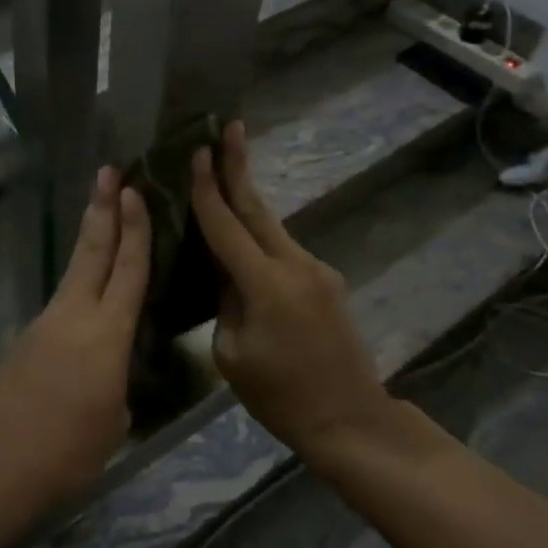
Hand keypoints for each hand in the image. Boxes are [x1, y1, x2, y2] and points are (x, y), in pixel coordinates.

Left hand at [0, 167, 149, 504]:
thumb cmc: (66, 447)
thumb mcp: (113, 420)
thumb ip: (117, 387)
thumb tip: (109, 379)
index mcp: (108, 331)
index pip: (128, 268)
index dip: (135, 228)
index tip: (134, 190)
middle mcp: (75, 314)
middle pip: (92, 250)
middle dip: (102, 208)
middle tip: (108, 170)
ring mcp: (45, 325)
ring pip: (75, 272)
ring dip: (90, 242)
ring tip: (102, 219)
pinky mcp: (27, 342)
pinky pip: (62, 302)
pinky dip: (78, 285)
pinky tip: (86, 298)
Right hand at [191, 121, 388, 454]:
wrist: (349, 419)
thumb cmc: (279, 395)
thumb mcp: (231, 352)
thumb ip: (225, 301)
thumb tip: (225, 271)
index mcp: (266, 285)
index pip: (227, 225)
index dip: (209, 188)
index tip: (199, 151)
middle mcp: (295, 266)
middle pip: (258, 208)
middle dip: (240, 166)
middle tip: (229, 128)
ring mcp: (317, 271)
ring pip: (272, 227)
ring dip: (247, 200)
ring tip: (226, 172)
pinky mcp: (326, 282)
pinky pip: (283, 250)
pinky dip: (260, 236)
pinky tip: (244, 237)